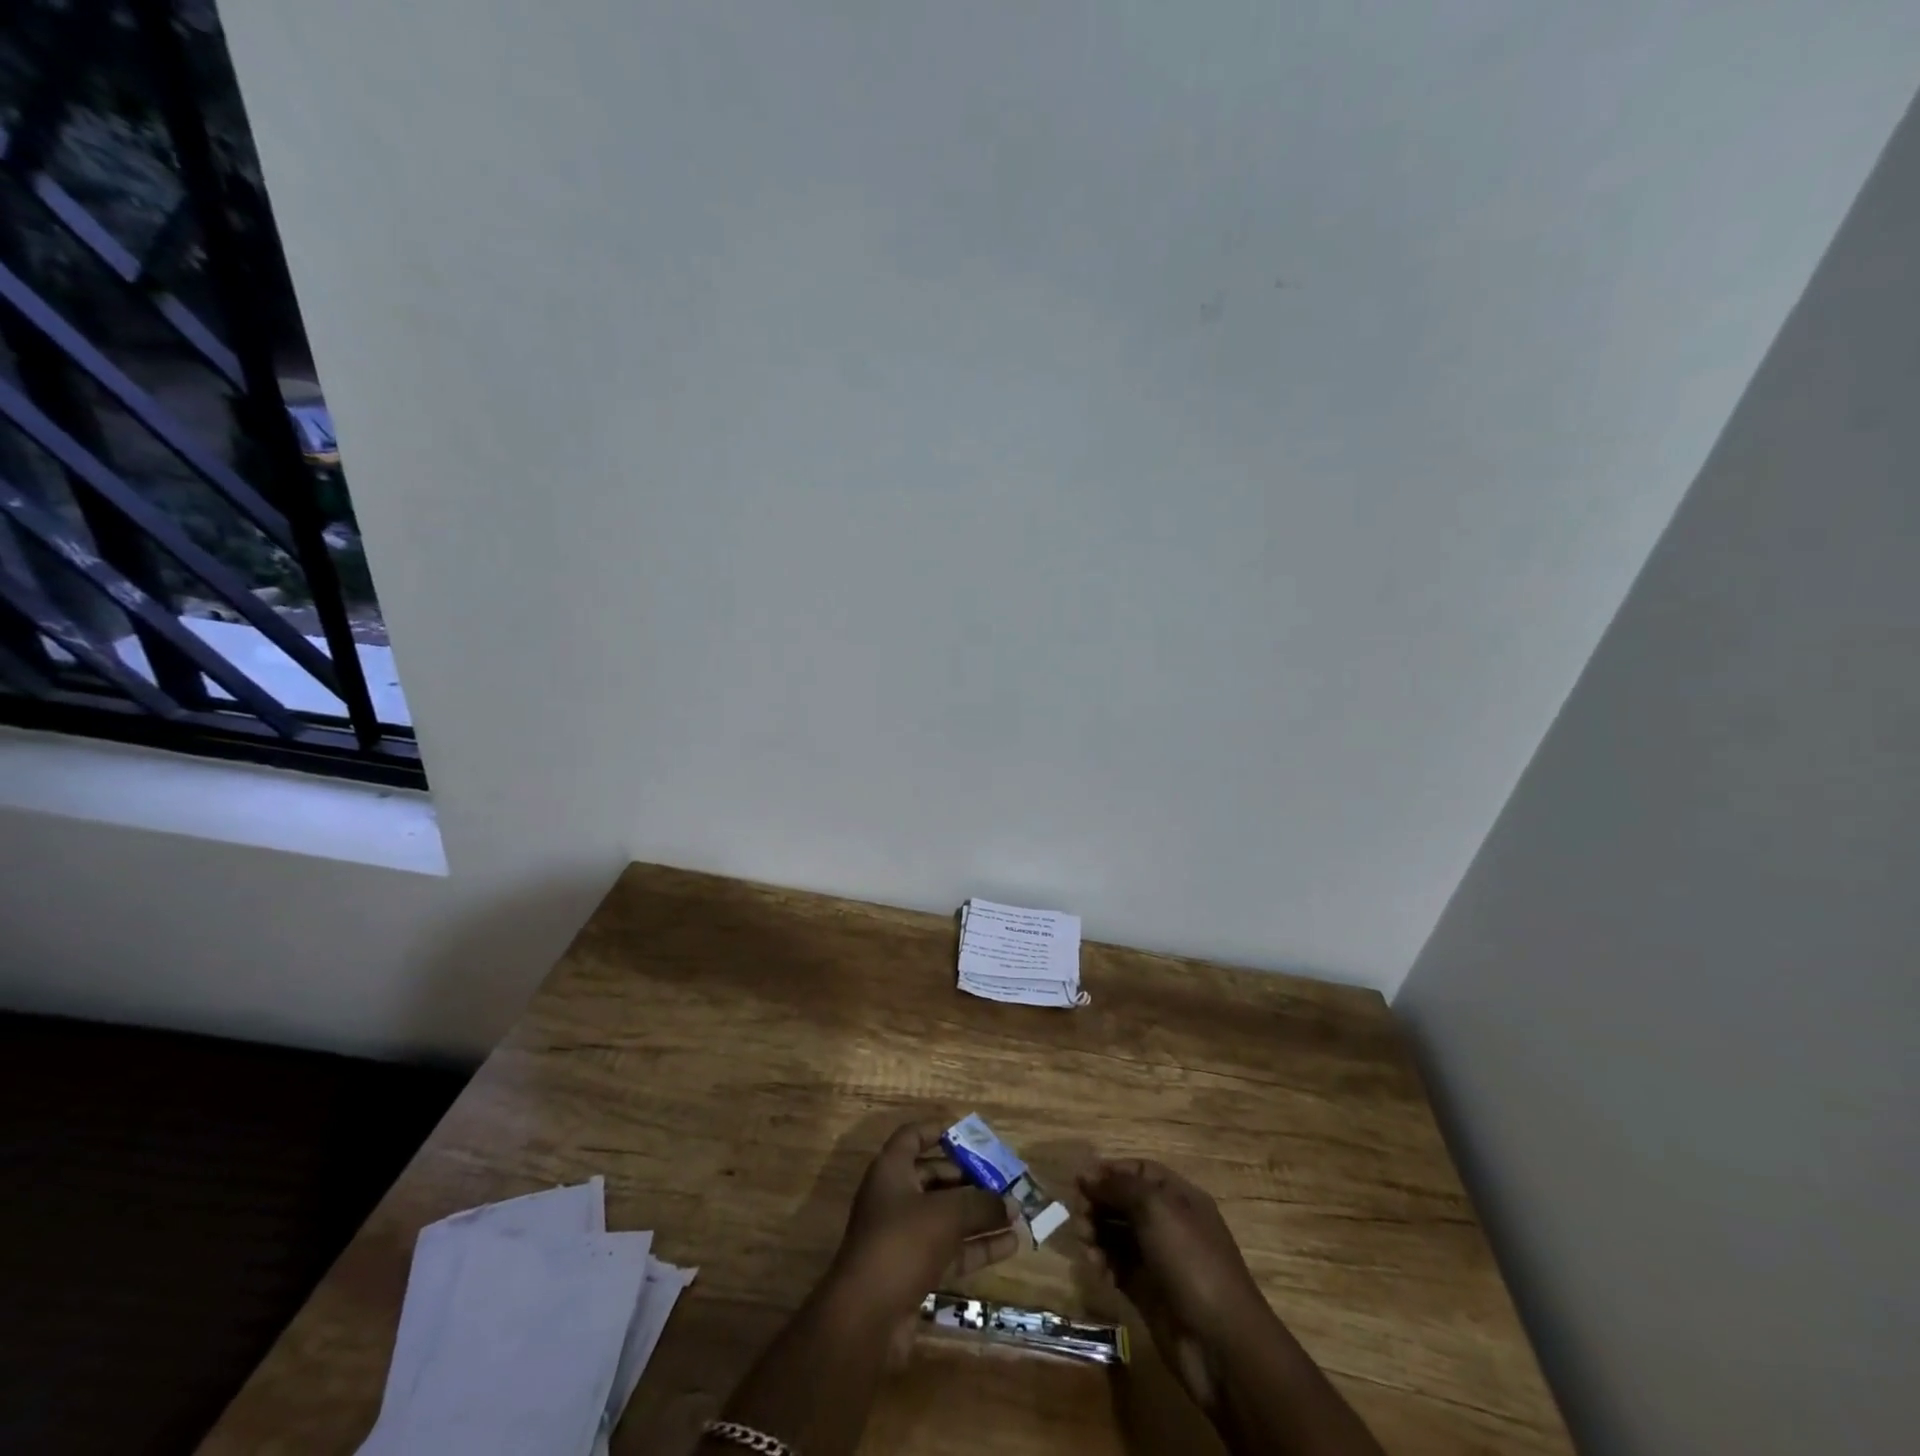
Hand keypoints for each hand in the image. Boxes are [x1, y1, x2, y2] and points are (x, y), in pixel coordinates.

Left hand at [827, 1120, 1019, 1326]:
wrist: (866, 1318)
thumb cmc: (902, 1243)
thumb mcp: (947, 1214)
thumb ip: (981, 1204)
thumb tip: (1011, 1203)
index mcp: (892, 1170)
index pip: (913, 1137)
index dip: (939, 1131)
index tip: (970, 1134)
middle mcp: (895, 1198)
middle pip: (936, 1177)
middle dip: (971, 1178)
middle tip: (1004, 1179)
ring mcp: (904, 1237)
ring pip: (947, 1216)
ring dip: (979, 1214)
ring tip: (1016, 1213)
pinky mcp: (914, 1271)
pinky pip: (950, 1249)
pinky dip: (977, 1246)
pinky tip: (1010, 1245)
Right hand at [1078, 1158, 1277, 1411]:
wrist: (1221, 1343)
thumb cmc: (1191, 1261)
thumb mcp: (1155, 1209)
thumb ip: (1118, 1187)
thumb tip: (1086, 1175)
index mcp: (1179, 1198)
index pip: (1139, 1172)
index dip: (1109, 1172)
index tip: (1080, 1182)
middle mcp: (1169, 1225)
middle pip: (1125, 1203)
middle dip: (1099, 1204)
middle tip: (1080, 1217)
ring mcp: (1159, 1260)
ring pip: (1118, 1235)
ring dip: (1098, 1234)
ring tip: (1086, 1244)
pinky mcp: (1149, 1293)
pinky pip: (1119, 1267)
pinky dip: (1105, 1263)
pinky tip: (1098, 1268)